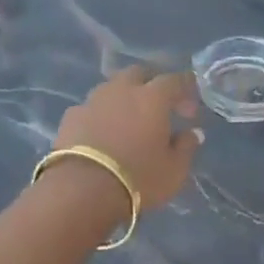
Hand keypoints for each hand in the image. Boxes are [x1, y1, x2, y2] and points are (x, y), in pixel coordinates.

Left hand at [54, 67, 202, 212]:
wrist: (81, 191)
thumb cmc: (138, 179)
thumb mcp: (174, 170)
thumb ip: (186, 147)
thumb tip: (192, 132)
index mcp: (153, 97)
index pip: (175, 80)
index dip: (186, 91)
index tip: (190, 112)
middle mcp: (122, 89)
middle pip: (139, 73)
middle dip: (152, 83)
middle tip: (158, 105)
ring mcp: (93, 100)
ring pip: (112, 87)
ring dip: (123, 97)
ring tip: (128, 119)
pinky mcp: (70, 116)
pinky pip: (91, 107)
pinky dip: (100, 115)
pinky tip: (101, 133)